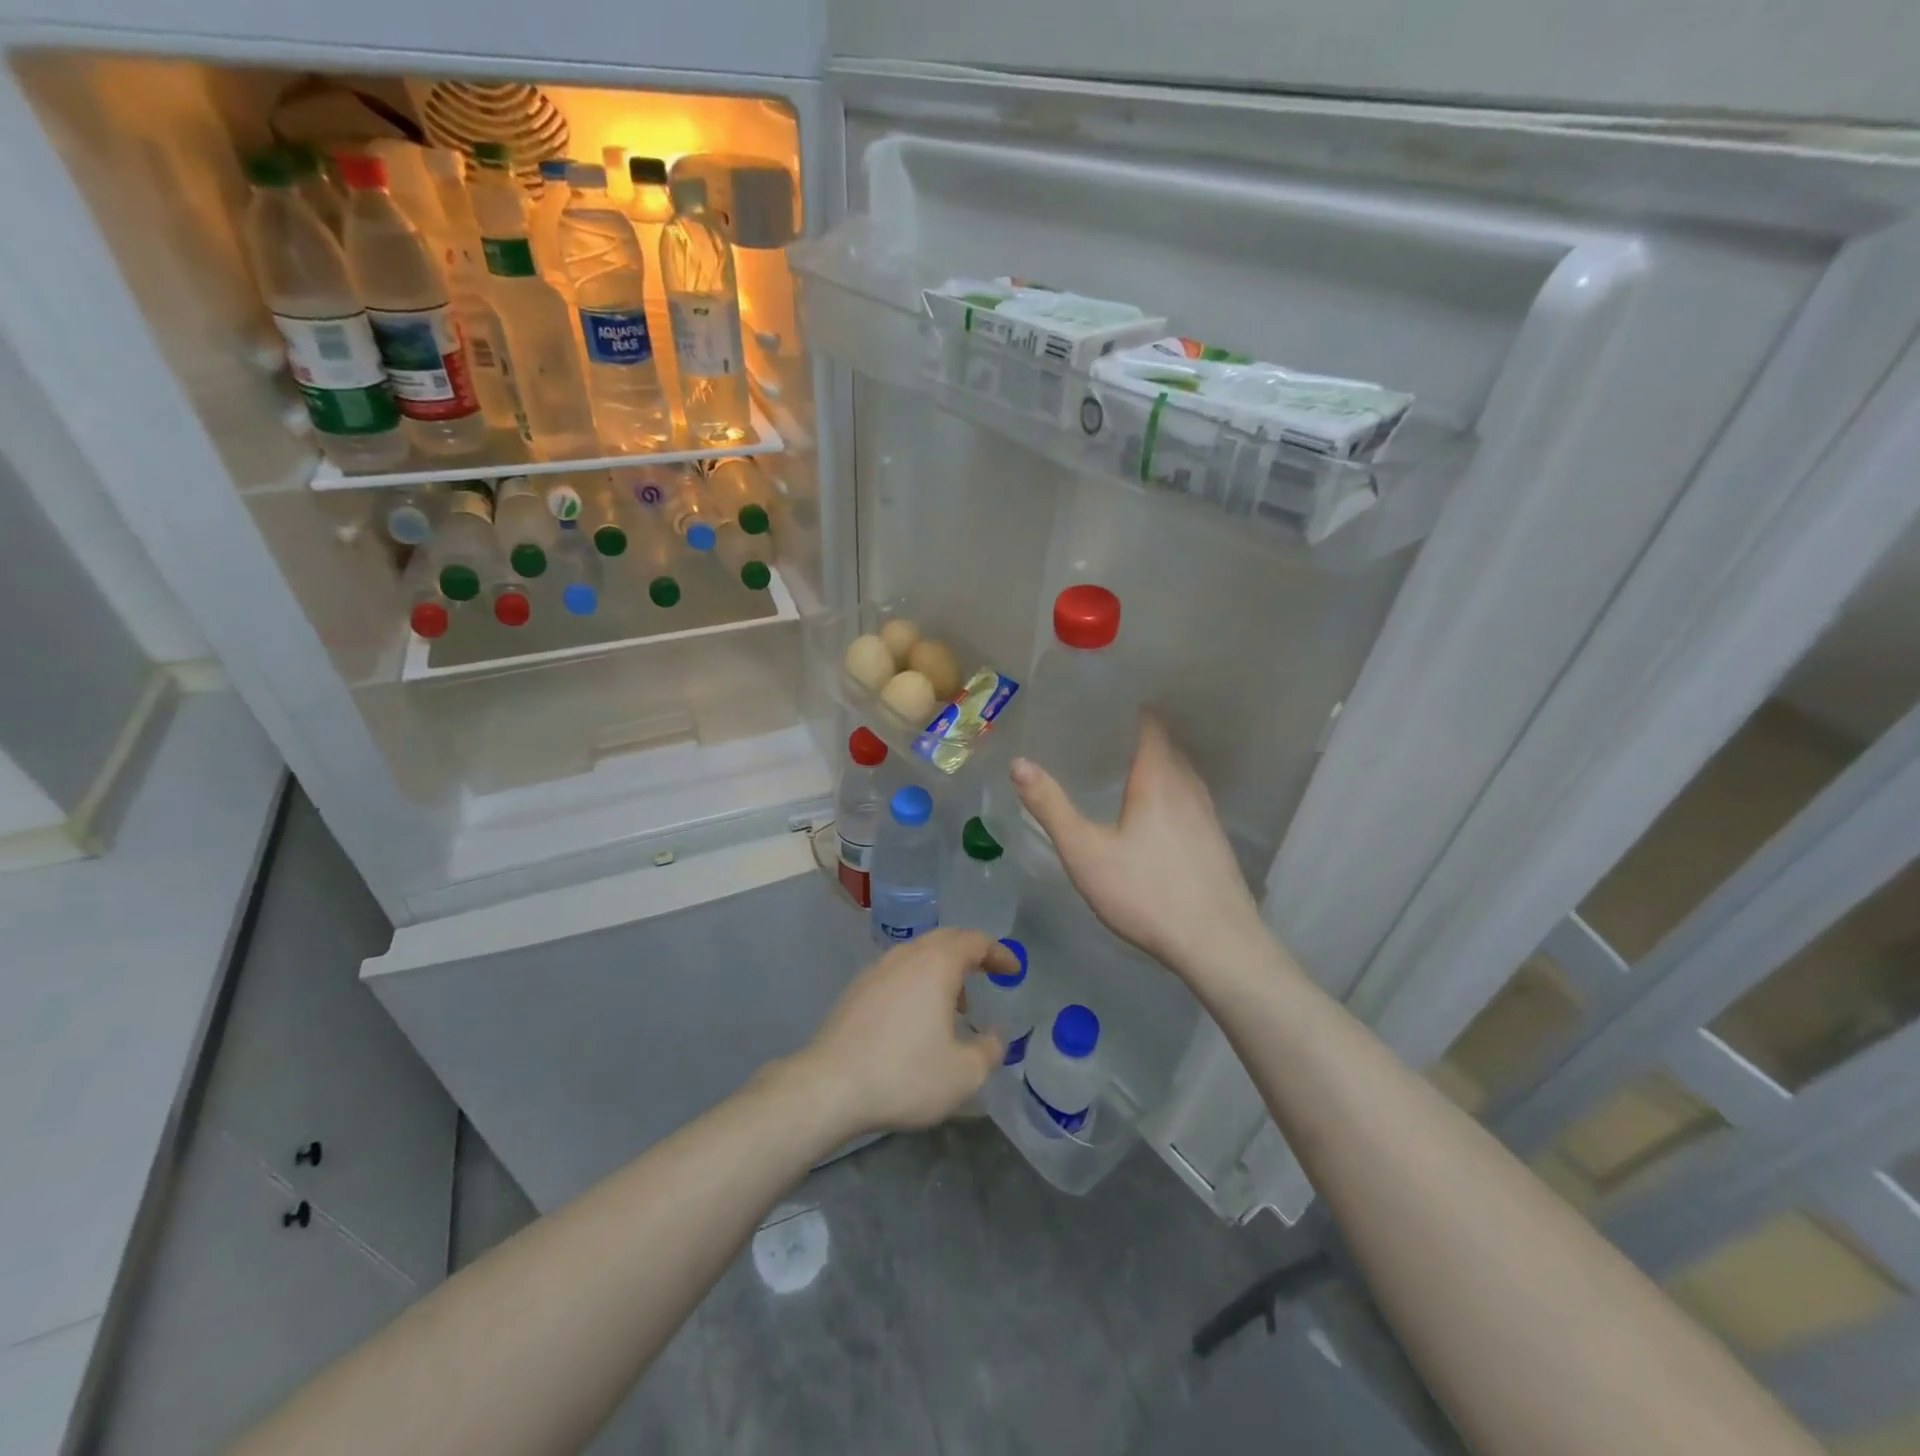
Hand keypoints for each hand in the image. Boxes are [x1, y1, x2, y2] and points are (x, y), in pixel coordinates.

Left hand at [793, 929, 1012, 1138]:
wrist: (829, 1086)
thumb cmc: (904, 1074)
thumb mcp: (964, 1073)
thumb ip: (990, 1050)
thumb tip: (996, 1035)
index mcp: (936, 964)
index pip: (975, 941)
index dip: (999, 953)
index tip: (1013, 970)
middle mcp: (906, 955)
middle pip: (945, 939)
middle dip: (971, 953)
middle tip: (989, 974)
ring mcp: (877, 969)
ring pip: (918, 954)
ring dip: (943, 968)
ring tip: (955, 1004)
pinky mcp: (857, 989)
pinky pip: (898, 971)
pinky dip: (918, 981)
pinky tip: (917, 1016)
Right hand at [1012, 713, 1263, 977]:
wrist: (1216, 943)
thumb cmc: (1146, 892)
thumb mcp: (1085, 852)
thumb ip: (1051, 806)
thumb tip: (1019, 763)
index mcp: (1157, 777)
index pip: (1150, 724)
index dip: (1131, 708)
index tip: (1104, 702)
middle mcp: (1188, 785)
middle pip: (1166, 746)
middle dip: (1138, 736)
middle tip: (1102, 735)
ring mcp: (1207, 813)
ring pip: (1180, 773)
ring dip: (1155, 764)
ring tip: (1123, 768)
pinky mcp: (1215, 840)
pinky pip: (1188, 798)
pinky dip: (1168, 790)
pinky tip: (1152, 814)